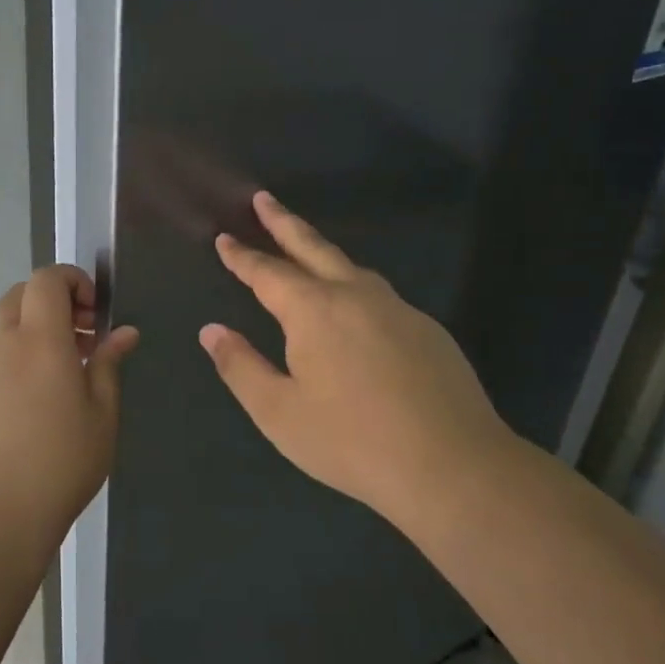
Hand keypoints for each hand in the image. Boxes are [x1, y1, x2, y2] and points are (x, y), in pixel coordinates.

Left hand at [0, 265, 138, 560]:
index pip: (46, 279)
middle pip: (21, 295)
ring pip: (5, 328)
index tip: (95, 312)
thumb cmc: (59, 463)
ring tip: (65, 377)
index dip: (72, 280)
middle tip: (83, 338)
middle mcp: (3, 344)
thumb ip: (109, 365)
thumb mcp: (102, 415)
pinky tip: (36, 404)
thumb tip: (124, 332)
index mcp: (40, 340)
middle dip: (53, 302)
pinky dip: (17, 360)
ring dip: (35, 332)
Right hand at [199, 191, 508, 523]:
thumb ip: (241, 367)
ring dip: (321, 250)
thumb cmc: (352, 441)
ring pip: (351, 266)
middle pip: (312, 247)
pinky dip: (354, 284)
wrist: (453, 464)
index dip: (242, 256)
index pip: (268, 272)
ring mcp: (397, 308)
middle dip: (283, 222)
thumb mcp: (280, 412)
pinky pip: (378, 293)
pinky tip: (356, 308)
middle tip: (263, 199)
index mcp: (314, 310)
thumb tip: (211, 331)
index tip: (224, 237)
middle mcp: (355, 295)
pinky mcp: (426, 328)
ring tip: (305, 248)